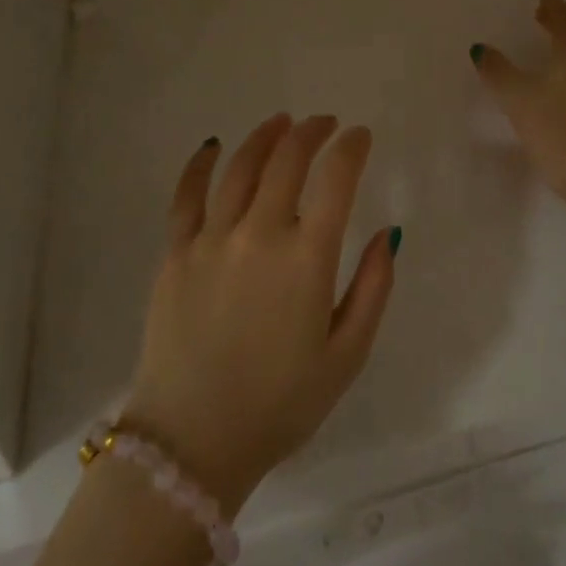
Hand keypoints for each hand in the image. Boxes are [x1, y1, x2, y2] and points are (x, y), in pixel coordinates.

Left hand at [124, 114, 396, 512]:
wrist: (193, 442)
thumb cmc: (280, 404)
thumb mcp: (346, 356)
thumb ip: (373, 288)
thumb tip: (389, 233)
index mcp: (307, 258)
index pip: (336, 179)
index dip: (351, 148)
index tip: (360, 136)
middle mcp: (260, 234)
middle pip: (288, 160)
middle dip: (312, 132)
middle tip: (324, 123)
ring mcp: (212, 239)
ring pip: (241, 166)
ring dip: (266, 136)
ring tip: (282, 122)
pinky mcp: (176, 252)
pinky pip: (187, 195)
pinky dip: (202, 164)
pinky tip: (214, 145)